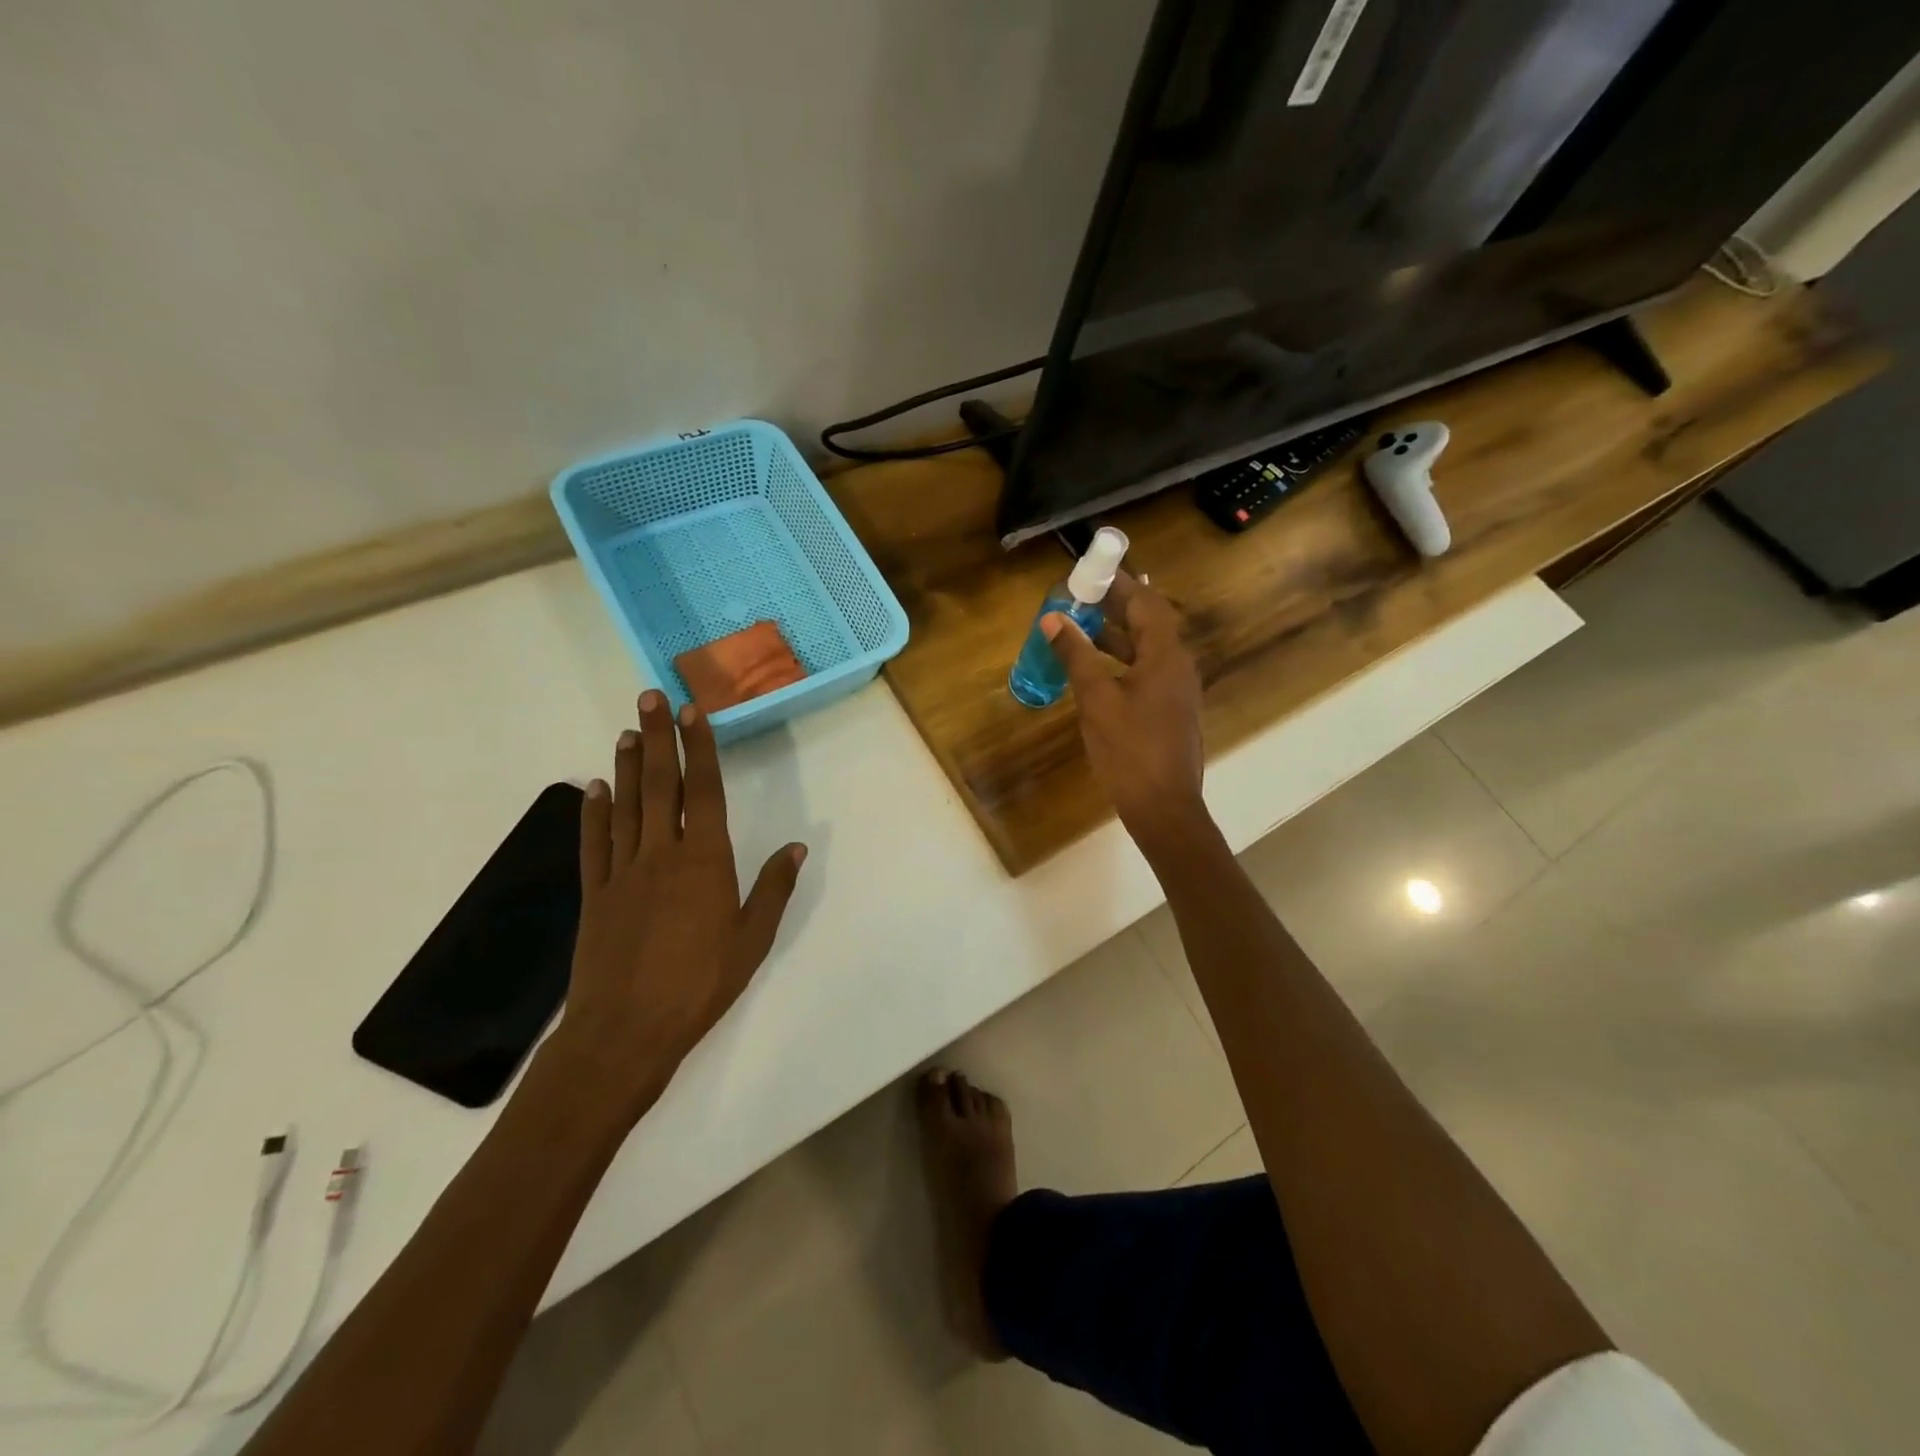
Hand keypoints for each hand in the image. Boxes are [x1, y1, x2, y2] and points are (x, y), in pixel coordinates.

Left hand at [551, 690, 806, 1119]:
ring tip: (627, 731)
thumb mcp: (753, 939)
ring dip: (627, 765)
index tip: (692, 713)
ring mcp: (622, 871)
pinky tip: (593, 788)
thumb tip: (799, 846)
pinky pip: (594, 843)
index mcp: (704, 860)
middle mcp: (661, 853)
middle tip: (650, 698)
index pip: (703, 791)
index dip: (699, 749)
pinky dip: (593, 812)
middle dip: (658, 738)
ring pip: (626, 805)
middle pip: (660, 785)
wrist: (627, 1031)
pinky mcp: (595, 893)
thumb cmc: (700, 983)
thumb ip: (774, 888)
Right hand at [1043, 573, 1207, 853]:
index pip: (1146, 603)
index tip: (1091, 571)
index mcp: (1166, 656)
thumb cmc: (1129, 751)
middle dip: (1116, 607)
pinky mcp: (1170, 712)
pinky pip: (1147, 672)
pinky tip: (1096, 670)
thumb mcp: (1096, 700)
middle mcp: (1178, 666)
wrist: (1164, 808)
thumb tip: (1054, 620)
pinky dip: (1122, 661)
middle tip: (1081, 595)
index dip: (1120, 583)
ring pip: (1147, 649)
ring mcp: (1177, 691)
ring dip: (1117, 635)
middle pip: (1150, 623)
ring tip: (1081, 627)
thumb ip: (1076, 656)